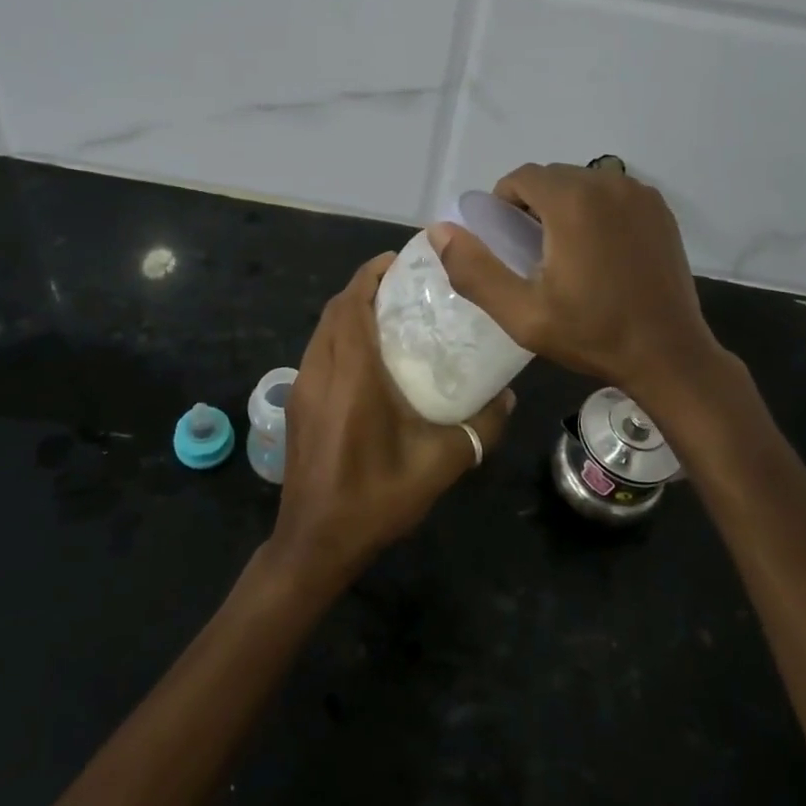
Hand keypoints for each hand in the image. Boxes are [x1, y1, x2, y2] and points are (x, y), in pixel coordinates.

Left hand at [268, 253, 514, 592]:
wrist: (314, 544)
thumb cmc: (374, 500)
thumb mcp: (439, 465)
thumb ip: (479, 428)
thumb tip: (507, 397)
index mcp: (350, 376)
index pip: (353, 304)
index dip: (373, 274)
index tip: (402, 261)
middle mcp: (319, 372)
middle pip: (336, 309)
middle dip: (366, 287)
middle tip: (406, 286)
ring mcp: (302, 388)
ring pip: (323, 330)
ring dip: (351, 311)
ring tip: (391, 314)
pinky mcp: (297, 405)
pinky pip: (318, 352)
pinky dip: (340, 336)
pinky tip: (369, 358)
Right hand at [428, 162, 721, 402]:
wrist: (668, 354)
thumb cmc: (592, 334)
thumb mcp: (521, 313)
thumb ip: (474, 269)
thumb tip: (439, 230)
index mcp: (573, 202)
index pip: (521, 177)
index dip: (503, 204)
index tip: (504, 242)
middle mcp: (609, 183)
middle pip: (552, 178)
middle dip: (532, 205)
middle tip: (530, 253)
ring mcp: (640, 194)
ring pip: (583, 183)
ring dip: (563, 206)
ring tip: (564, 254)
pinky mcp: (660, 210)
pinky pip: (612, 195)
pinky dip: (596, 211)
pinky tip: (599, 253)